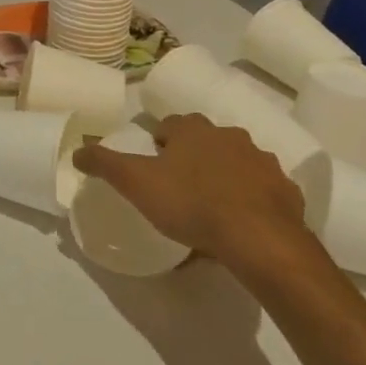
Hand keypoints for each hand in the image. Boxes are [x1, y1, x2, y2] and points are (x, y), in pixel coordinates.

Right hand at [73, 113, 313, 276]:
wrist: (260, 240)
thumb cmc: (192, 204)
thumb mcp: (136, 183)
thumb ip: (104, 164)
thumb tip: (77, 150)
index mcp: (193, 131)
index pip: (172, 124)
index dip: (161, 142)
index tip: (154, 164)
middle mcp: (230, 136)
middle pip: (206, 141)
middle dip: (194, 157)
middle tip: (180, 187)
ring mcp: (263, 163)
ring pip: (237, 163)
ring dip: (225, 177)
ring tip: (212, 208)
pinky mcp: (287, 192)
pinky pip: (264, 191)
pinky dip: (252, 201)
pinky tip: (242, 225)